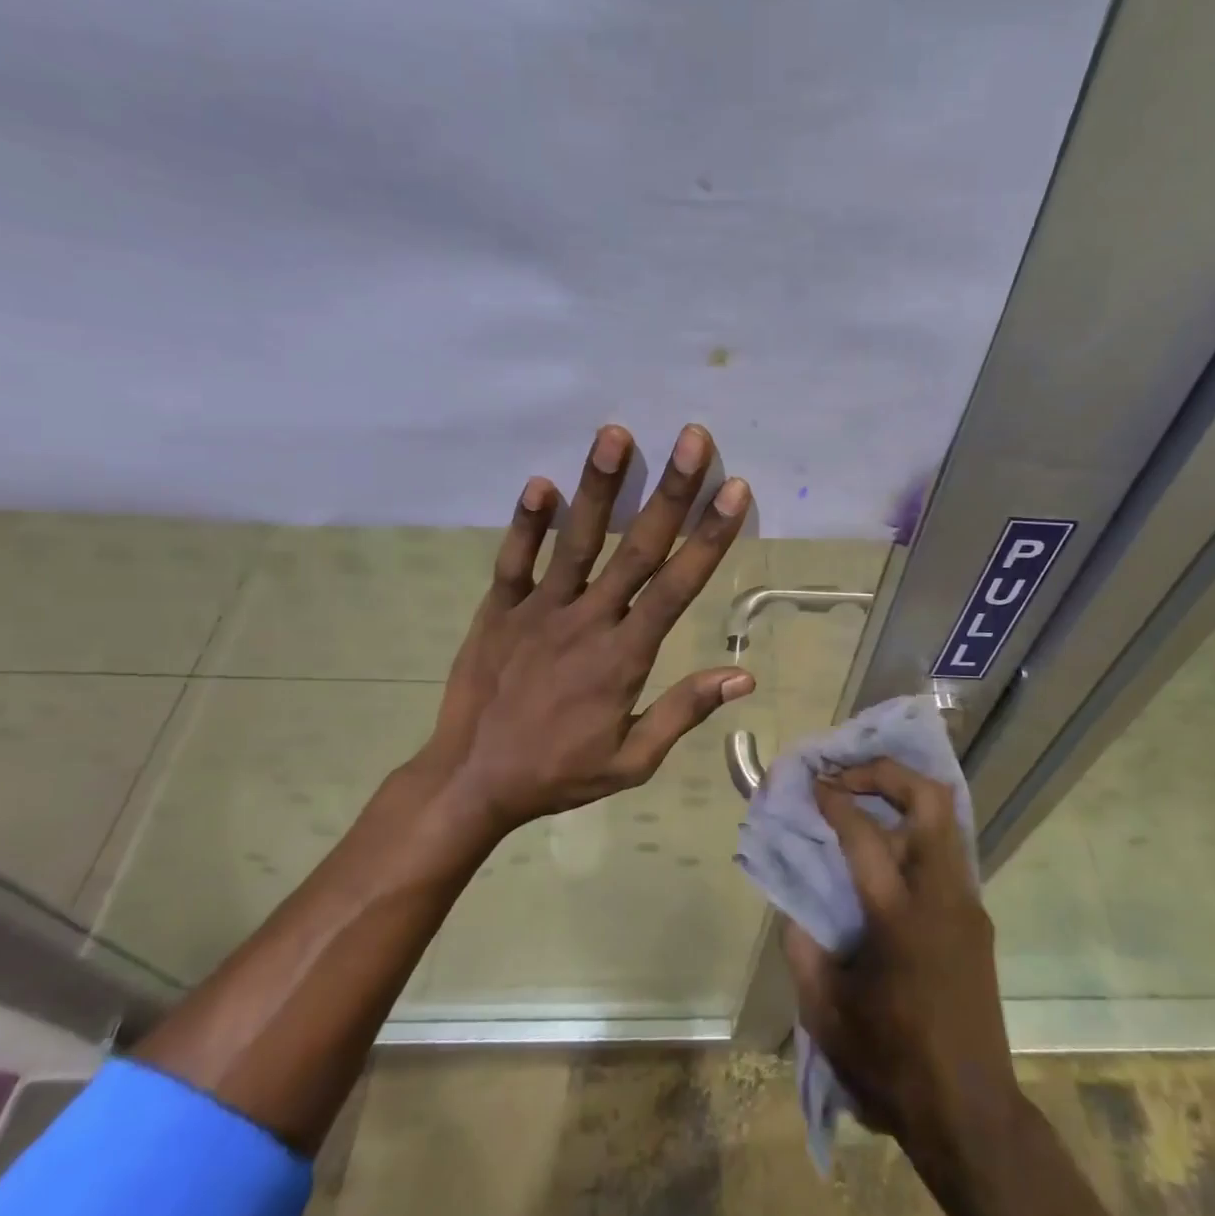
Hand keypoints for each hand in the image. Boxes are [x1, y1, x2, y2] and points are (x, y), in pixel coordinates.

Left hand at [412, 422, 755, 834]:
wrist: (471, 781)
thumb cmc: (558, 772)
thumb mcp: (632, 761)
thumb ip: (683, 711)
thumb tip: (743, 676)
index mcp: (624, 657)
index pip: (677, 587)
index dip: (708, 536)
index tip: (733, 490)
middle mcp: (587, 621)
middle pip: (637, 549)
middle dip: (670, 491)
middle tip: (692, 438)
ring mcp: (539, 611)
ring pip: (577, 541)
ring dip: (599, 487)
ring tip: (615, 435)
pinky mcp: (498, 610)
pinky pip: (514, 561)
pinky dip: (527, 524)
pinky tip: (540, 483)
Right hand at [783, 758, 1021, 1178]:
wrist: (971, 1115)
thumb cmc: (892, 1064)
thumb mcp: (826, 1012)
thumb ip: (802, 946)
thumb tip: (794, 902)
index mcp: (900, 916)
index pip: (864, 833)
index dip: (834, 799)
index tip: (811, 783)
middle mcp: (942, 896)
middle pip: (930, 800)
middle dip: (886, 772)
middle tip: (846, 774)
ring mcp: (967, 904)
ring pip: (945, 819)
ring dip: (903, 796)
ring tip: (862, 798)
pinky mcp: (976, 919)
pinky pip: (947, 851)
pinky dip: (914, 831)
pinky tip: (884, 851)